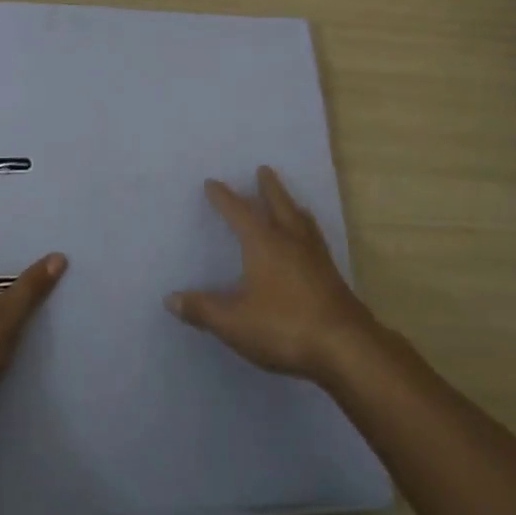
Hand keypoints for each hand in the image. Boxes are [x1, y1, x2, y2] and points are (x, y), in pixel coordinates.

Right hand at [166, 166, 380, 383]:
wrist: (344, 346)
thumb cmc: (284, 326)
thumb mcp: (234, 322)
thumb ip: (203, 309)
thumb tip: (170, 298)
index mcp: (263, 243)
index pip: (239, 213)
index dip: (224, 198)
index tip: (212, 183)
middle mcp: (290, 240)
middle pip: (278, 204)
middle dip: (268, 187)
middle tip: (263, 169)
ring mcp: (315, 255)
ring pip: (300, 219)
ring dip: (290, 204)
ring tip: (289, 200)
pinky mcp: (331, 273)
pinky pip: (315, 237)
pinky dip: (307, 228)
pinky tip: (309, 240)